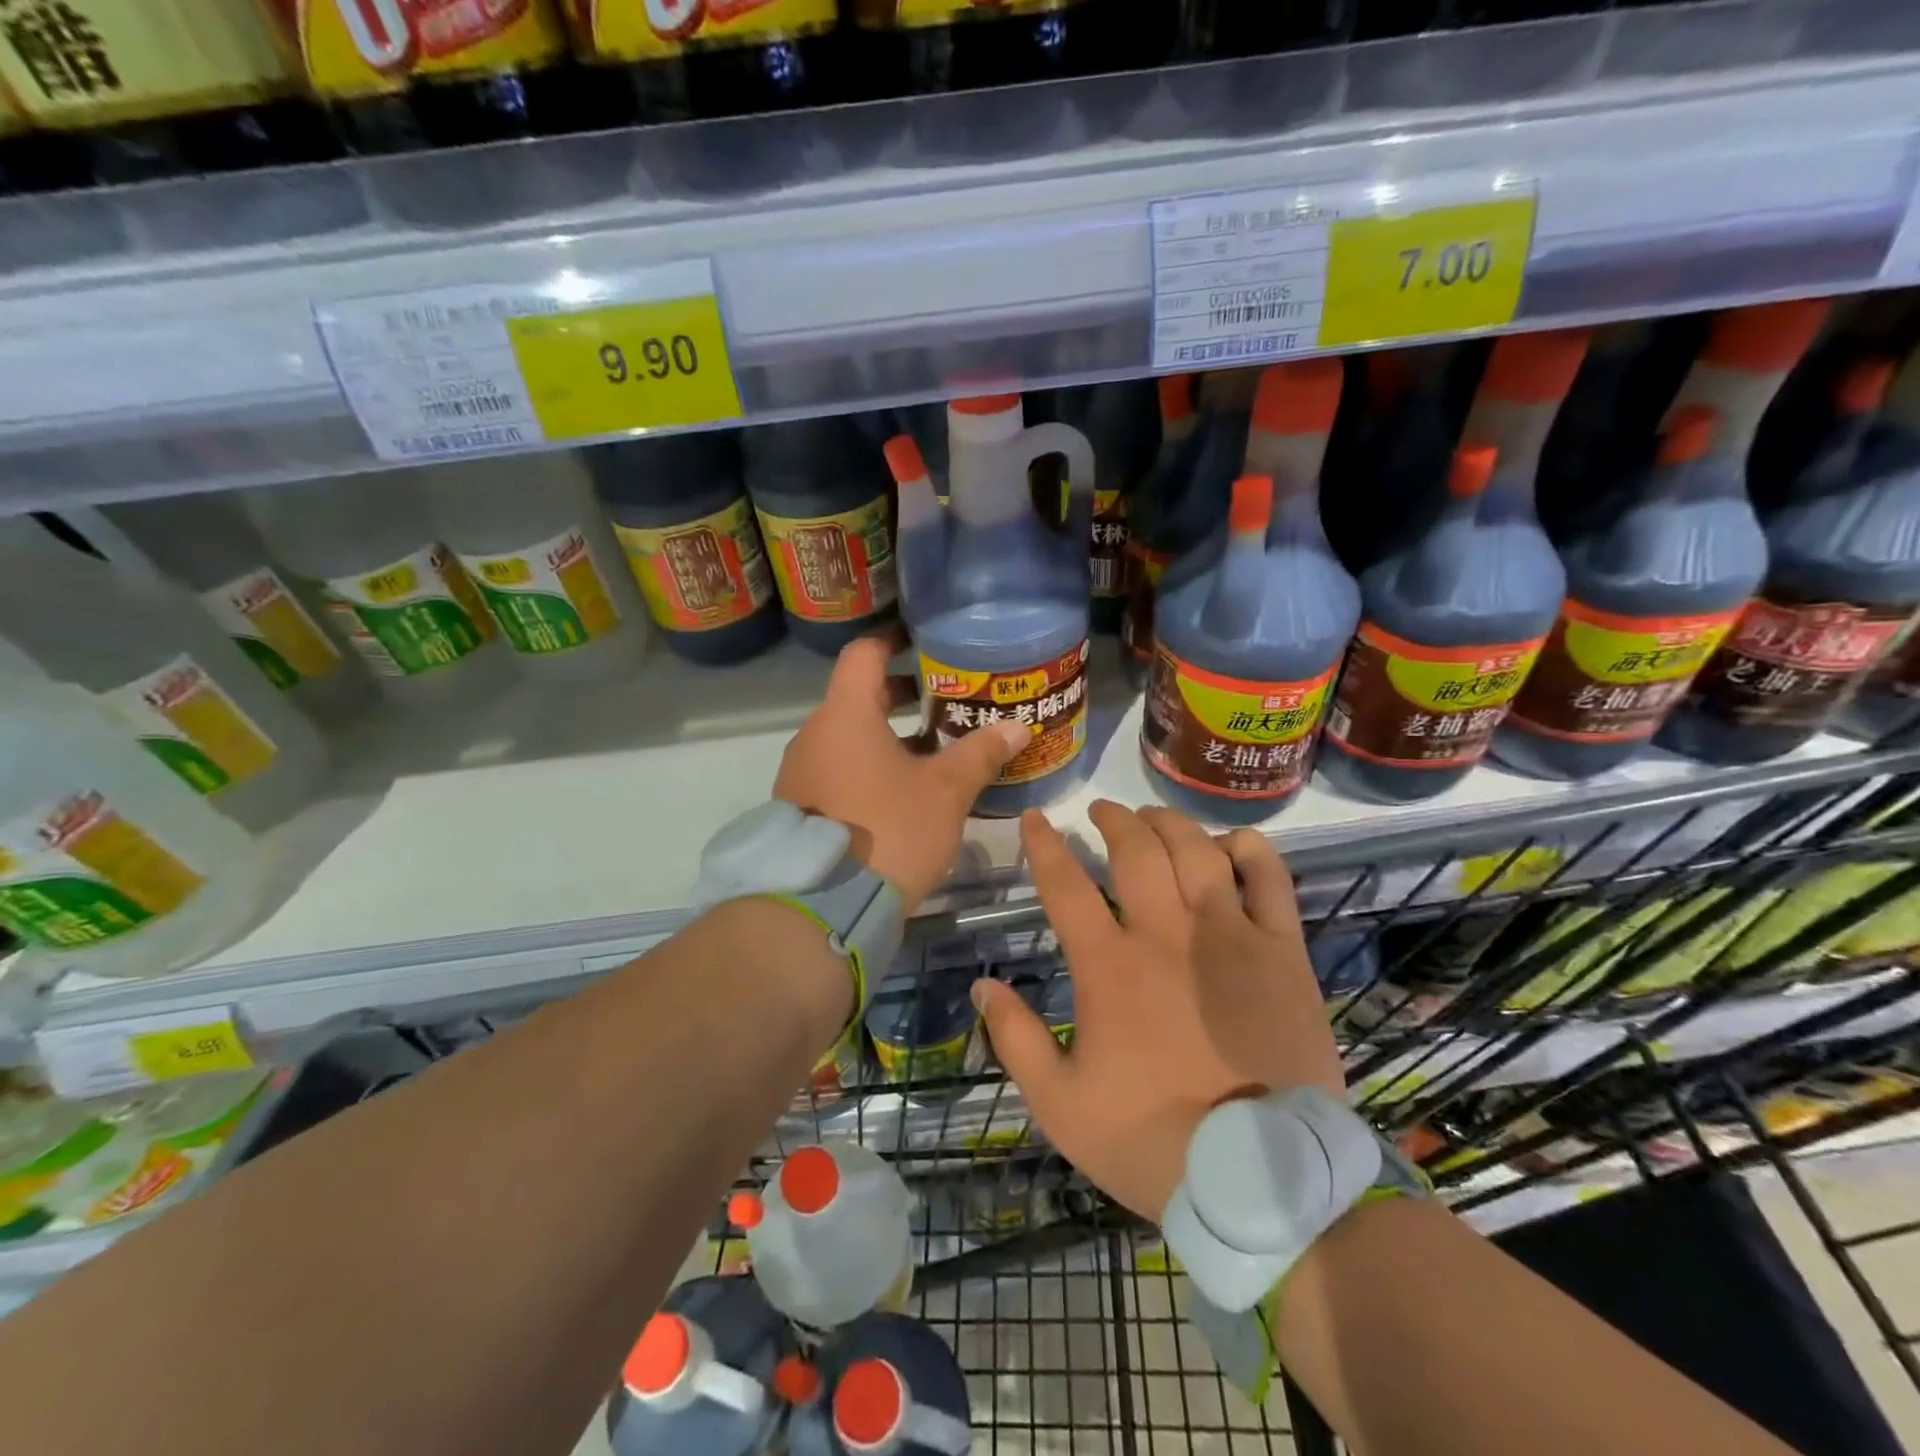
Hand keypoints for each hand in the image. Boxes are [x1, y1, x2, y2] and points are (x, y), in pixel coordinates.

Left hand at [774, 636, 1028, 910]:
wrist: (823, 907)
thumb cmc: (889, 831)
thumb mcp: (945, 792)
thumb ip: (980, 753)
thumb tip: (1019, 726)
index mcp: (845, 714)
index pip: (864, 653)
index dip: (894, 641)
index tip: (923, 643)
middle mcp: (815, 734)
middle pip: (857, 696)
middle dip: (901, 695)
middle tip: (944, 701)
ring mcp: (801, 771)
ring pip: (848, 736)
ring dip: (887, 735)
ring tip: (932, 750)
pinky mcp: (799, 805)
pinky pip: (837, 768)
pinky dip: (867, 765)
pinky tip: (901, 791)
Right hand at [972, 801, 1343, 1220]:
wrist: (1261, 1182)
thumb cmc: (1153, 1141)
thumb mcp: (1061, 1105)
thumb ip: (1016, 1040)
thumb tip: (982, 986)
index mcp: (1110, 966)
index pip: (1065, 885)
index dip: (1044, 845)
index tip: (1035, 818)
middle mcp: (1167, 934)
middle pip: (1135, 850)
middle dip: (1113, 820)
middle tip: (1102, 812)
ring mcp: (1230, 936)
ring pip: (1197, 851)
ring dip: (1170, 824)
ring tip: (1154, 819)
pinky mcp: (1283, 952)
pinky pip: (1269, 880)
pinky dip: (1249, 851)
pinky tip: (1231, 845)